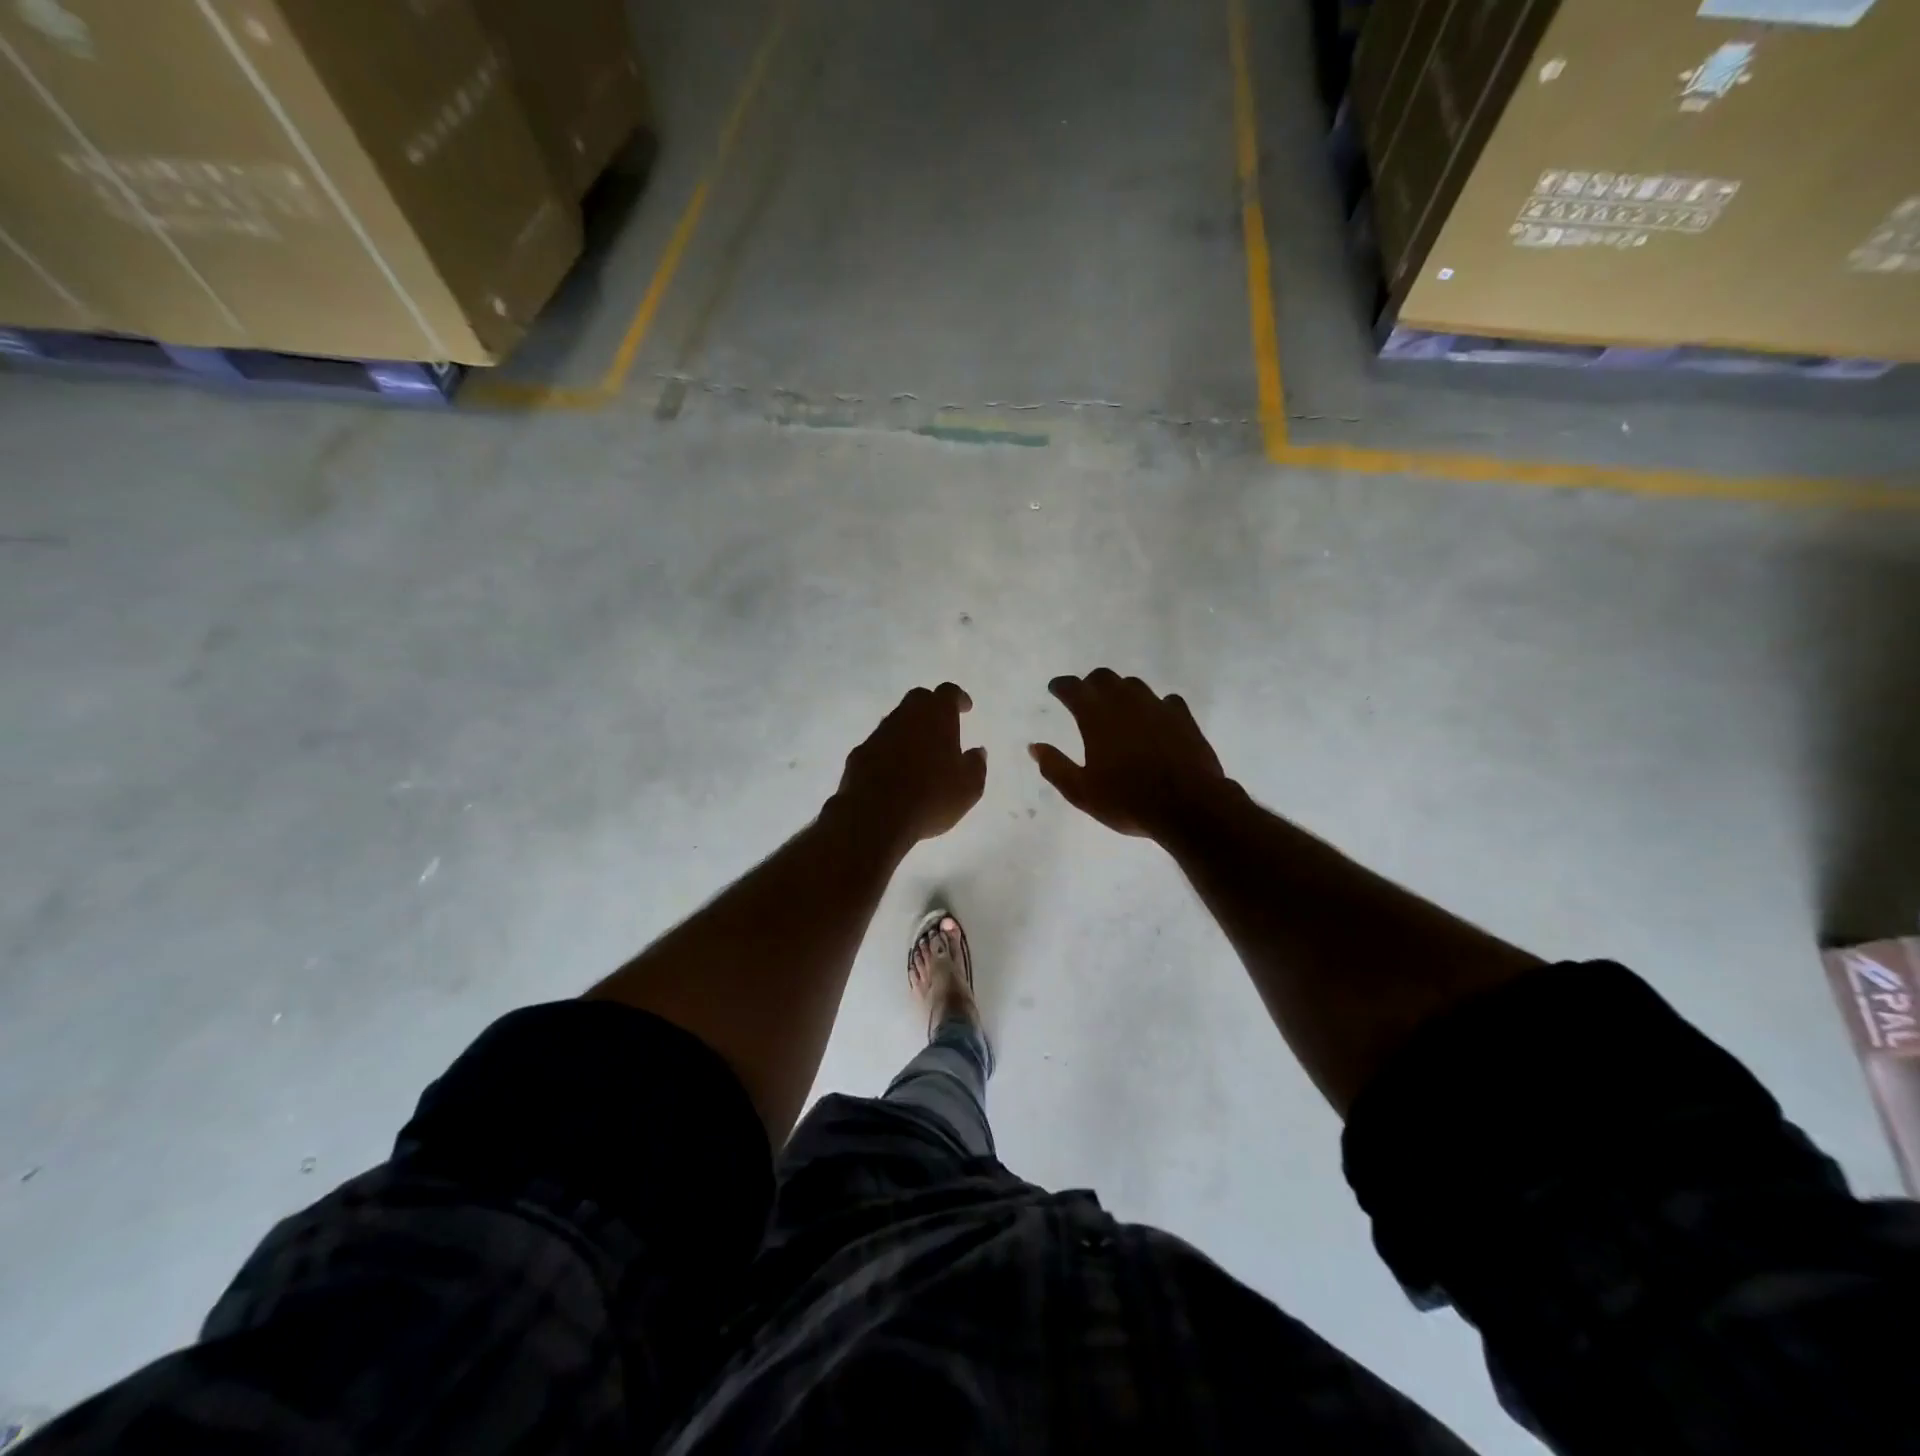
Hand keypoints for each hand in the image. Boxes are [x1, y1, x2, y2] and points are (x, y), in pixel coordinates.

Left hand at [833, 683, 987, 849]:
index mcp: (936, 716)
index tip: (965, 708)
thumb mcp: (969, 788)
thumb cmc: (931, 797)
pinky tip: (895, 771)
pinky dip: (890, 751)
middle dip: (931, 707)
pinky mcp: (859, 754)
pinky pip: (879, 744)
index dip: (958, 698)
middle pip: (919, 699)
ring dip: (909, 730)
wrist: (875, 816)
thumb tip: (977, 752)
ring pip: (897, 721)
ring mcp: (879, 734)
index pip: (948, 692)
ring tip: (920, 751)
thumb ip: (976, 765)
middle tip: (942, 725)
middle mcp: (905, 716)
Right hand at [1030, 670, 1227, 839]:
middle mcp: (1125, 703)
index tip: (1055, 689)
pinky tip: (1155, 719)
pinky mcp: (1183, 718)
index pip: (1073, 688)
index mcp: (1096, 717)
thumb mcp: (1081, 792)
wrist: (1188, 806)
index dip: (1061, 686)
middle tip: (1085, 697)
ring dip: (1121, 691)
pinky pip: (1166, 701)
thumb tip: (1034, 747)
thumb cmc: (1127, 801)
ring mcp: (1157, 707)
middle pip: (1104, 678)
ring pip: (1134, 685)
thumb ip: (1055, 766)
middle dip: (1090, 684)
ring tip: (1118, 707)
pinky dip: (1154, 706)